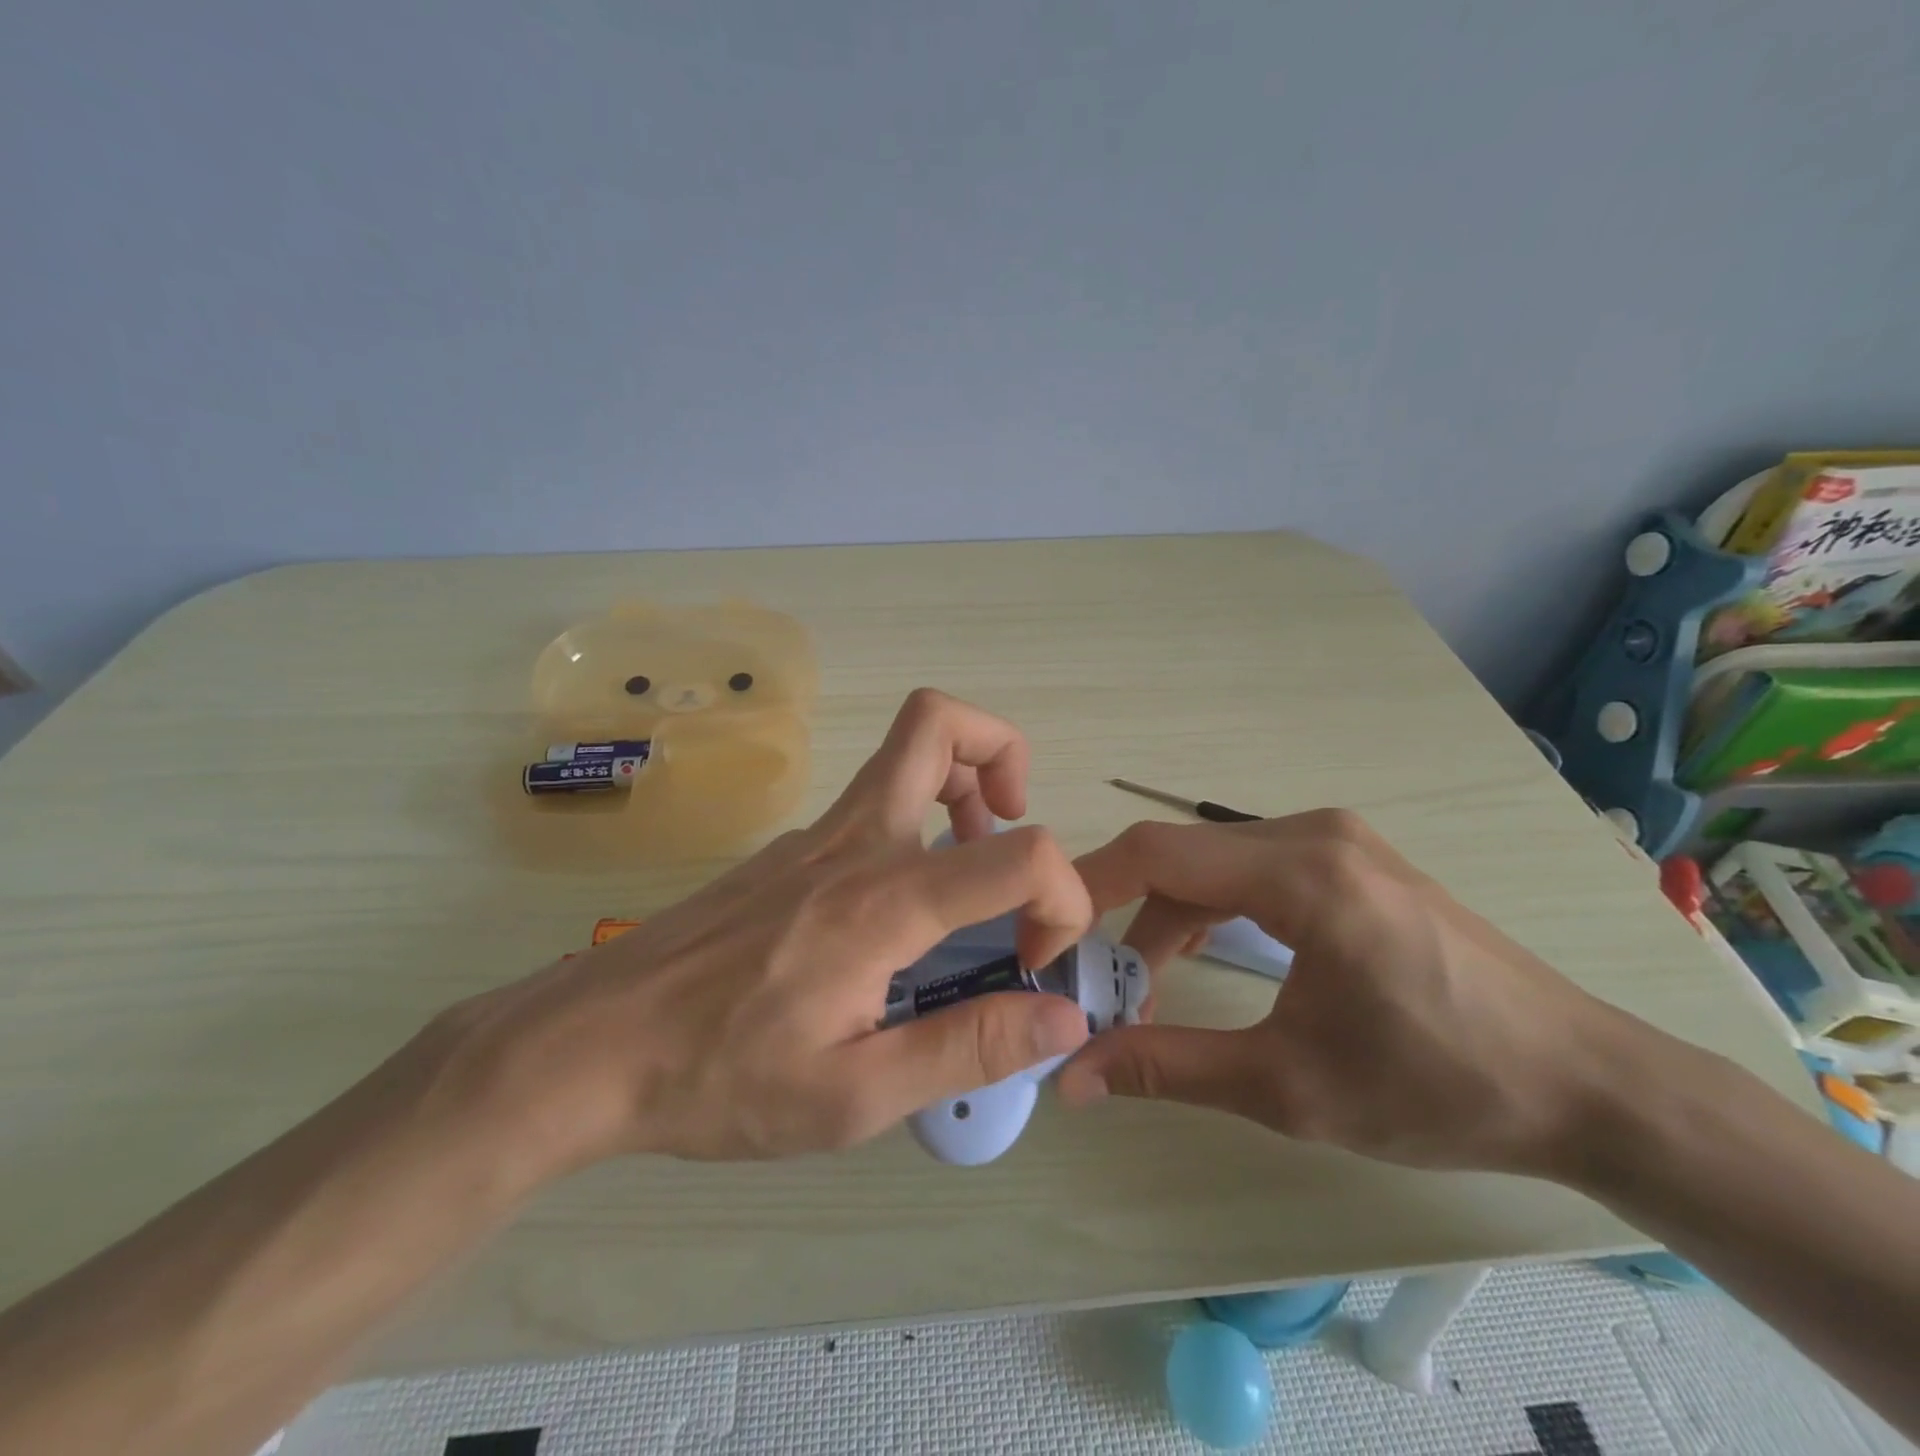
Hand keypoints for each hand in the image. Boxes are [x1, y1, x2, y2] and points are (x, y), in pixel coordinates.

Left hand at [427, 689, 1093, 1170]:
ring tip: (968, 868)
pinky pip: (873, 803)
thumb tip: (1064, 1020)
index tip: (1036, 962)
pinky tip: (899, 915)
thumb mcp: (854, 1096)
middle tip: (1009, 828)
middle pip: (938, 723)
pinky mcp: (790, 850)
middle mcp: (856, 842)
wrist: (590, 1044)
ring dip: (961, 783)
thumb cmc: (719, 1077)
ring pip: (903, 752)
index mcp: (884, 903)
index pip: (1020, 853)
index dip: (1061, 898)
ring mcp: (816, 837)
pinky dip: (917, 822)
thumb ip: (968, 1048)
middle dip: (1002, 753)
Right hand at [1056, 810, 1642, 1178]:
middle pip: (1180, 858)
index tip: (1048, 944)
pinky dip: (1212, 911)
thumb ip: (1168, 1068)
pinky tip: (1209, 960)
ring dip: (1169, 918)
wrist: (1589, 1085)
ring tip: (1151, 988)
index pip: (1155, 853)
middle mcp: (1312, 833)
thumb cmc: (1440, 1086)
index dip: (1086, 892)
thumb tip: (1071, 1077)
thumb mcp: (1289, 1087)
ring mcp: (1335, 840)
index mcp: (1301, 872)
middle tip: (1098, 986)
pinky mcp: (1350, 860)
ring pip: (1213, 863)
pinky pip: (1251, 870)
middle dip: (1126, 919)